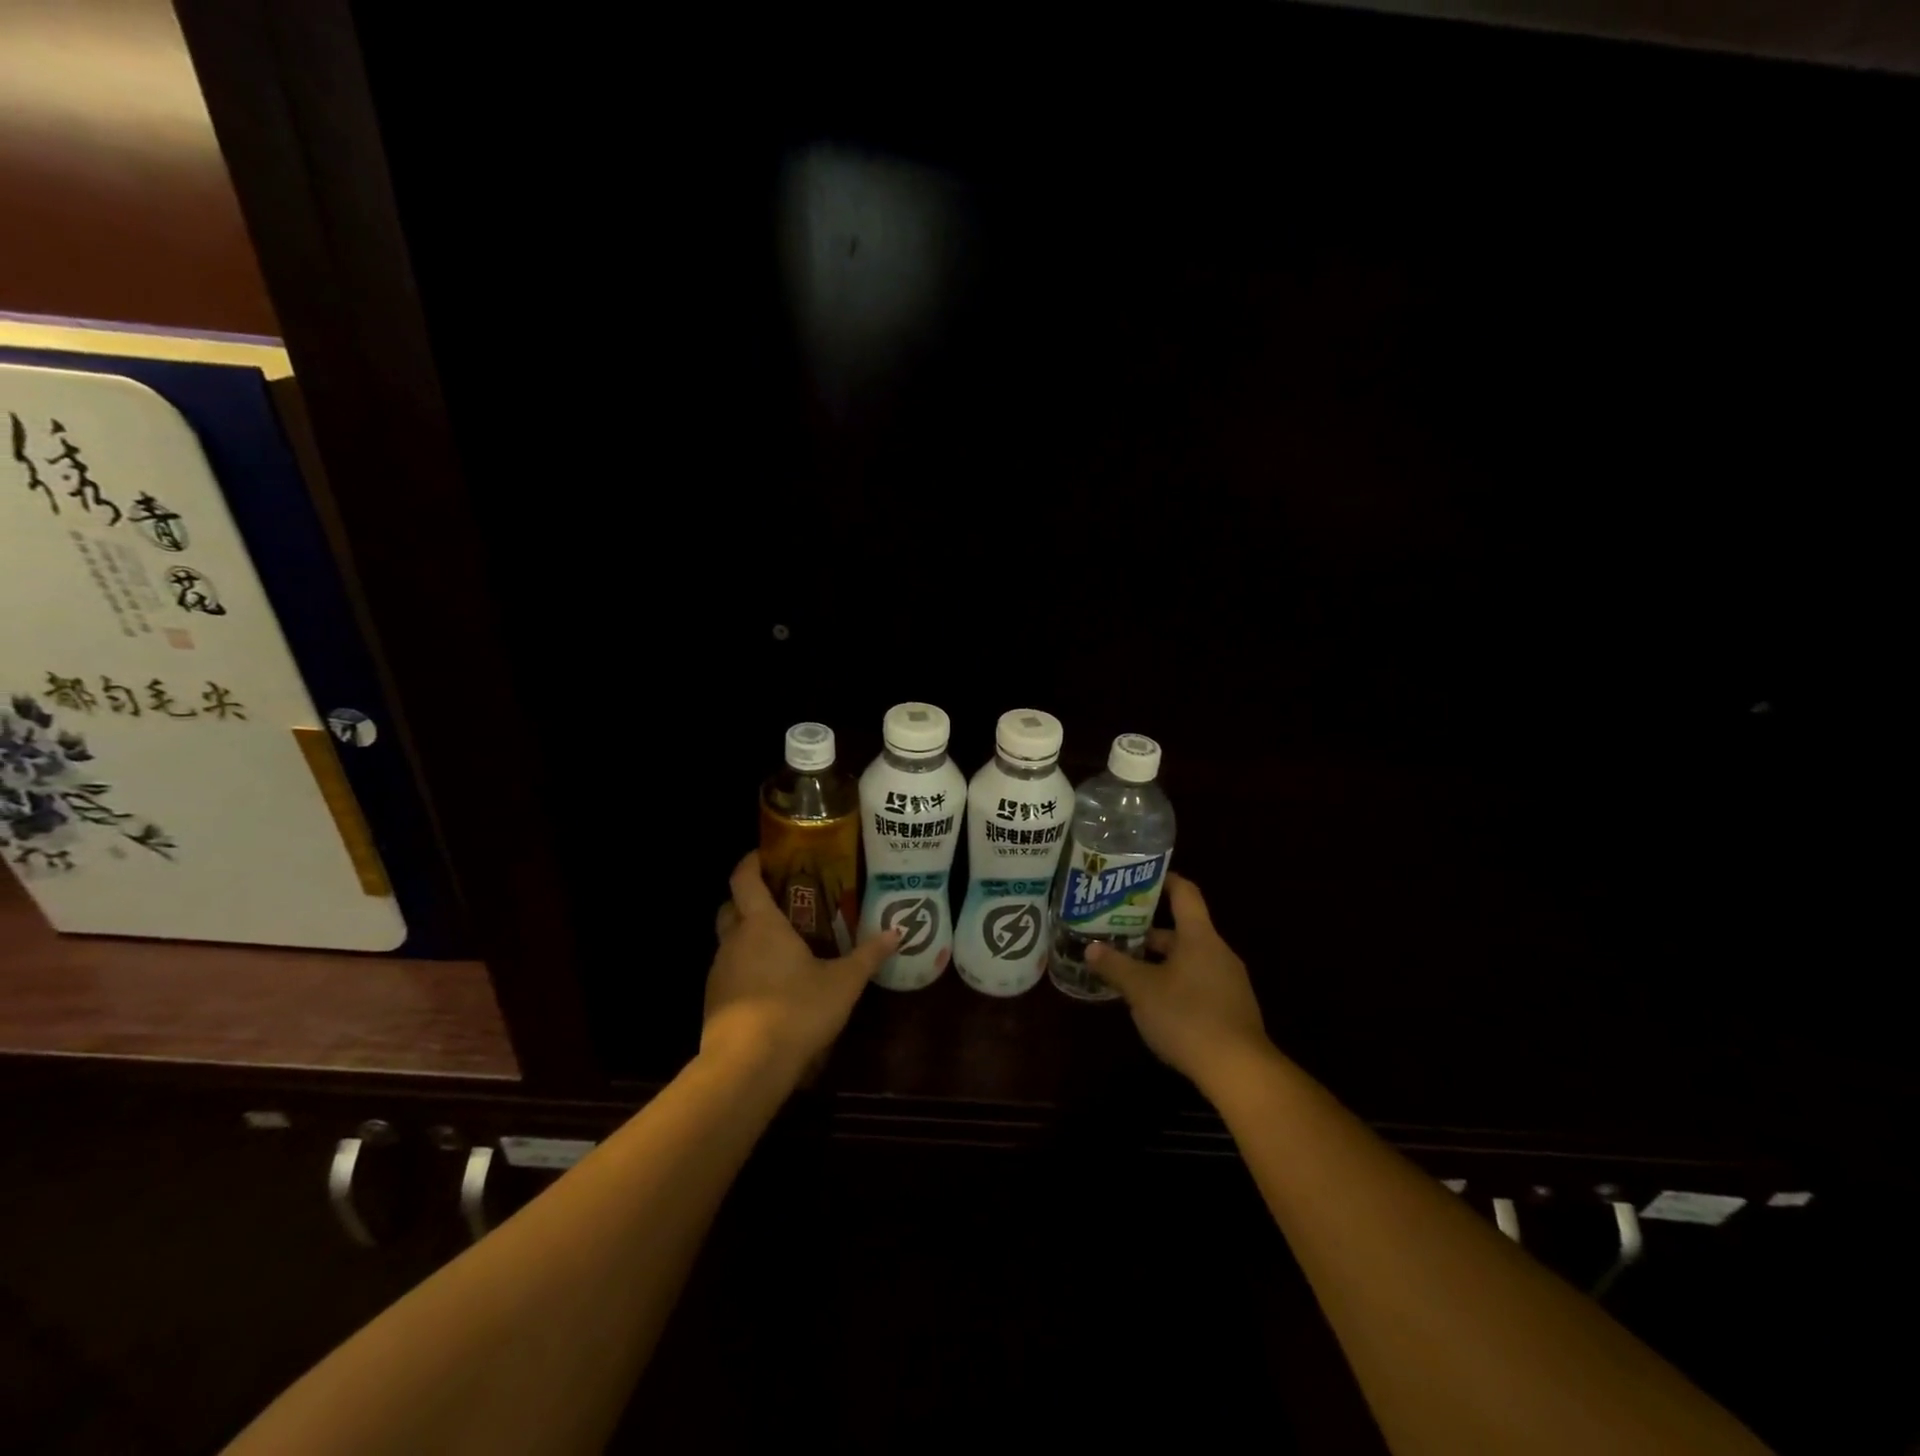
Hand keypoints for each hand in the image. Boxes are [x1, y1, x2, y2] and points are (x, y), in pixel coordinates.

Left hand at [703, 851, 899, 1088]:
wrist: (746, 1066)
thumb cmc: (796, 1010)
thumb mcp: (843, 982)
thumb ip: (868, 955)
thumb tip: (897, 932)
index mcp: (761, 924)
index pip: (744, 879)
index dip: (751, 862)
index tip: (766, 855)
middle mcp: (734, 941)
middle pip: (730, 907)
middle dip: (748, 900)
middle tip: (779, 901)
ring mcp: (719, 972)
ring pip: (728, 941)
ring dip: (747, 937)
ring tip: (780, 945)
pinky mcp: (714, 1002)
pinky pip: (729, 971)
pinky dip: (745, 968)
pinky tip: (770, 985)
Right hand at [1085, 874, 1272, 1095]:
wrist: (1239, 1070)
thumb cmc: (1187, 1016)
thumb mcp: (1141, 990)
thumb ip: (1115, 966)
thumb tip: (1090, 947)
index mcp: (1199, 936)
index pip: (1185, 893)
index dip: (1164, 880)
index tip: (1140, 879)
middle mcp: (1218, 951)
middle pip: (1183, 930)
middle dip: (1149, 933)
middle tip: (1117, 934)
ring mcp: (1229, 981)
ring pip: (1190, 959)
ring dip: (1161, 961)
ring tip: (1129, 970)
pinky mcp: (1233, 1008)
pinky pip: (1200, 982)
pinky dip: (1177, 983)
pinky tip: (1156, 1003)